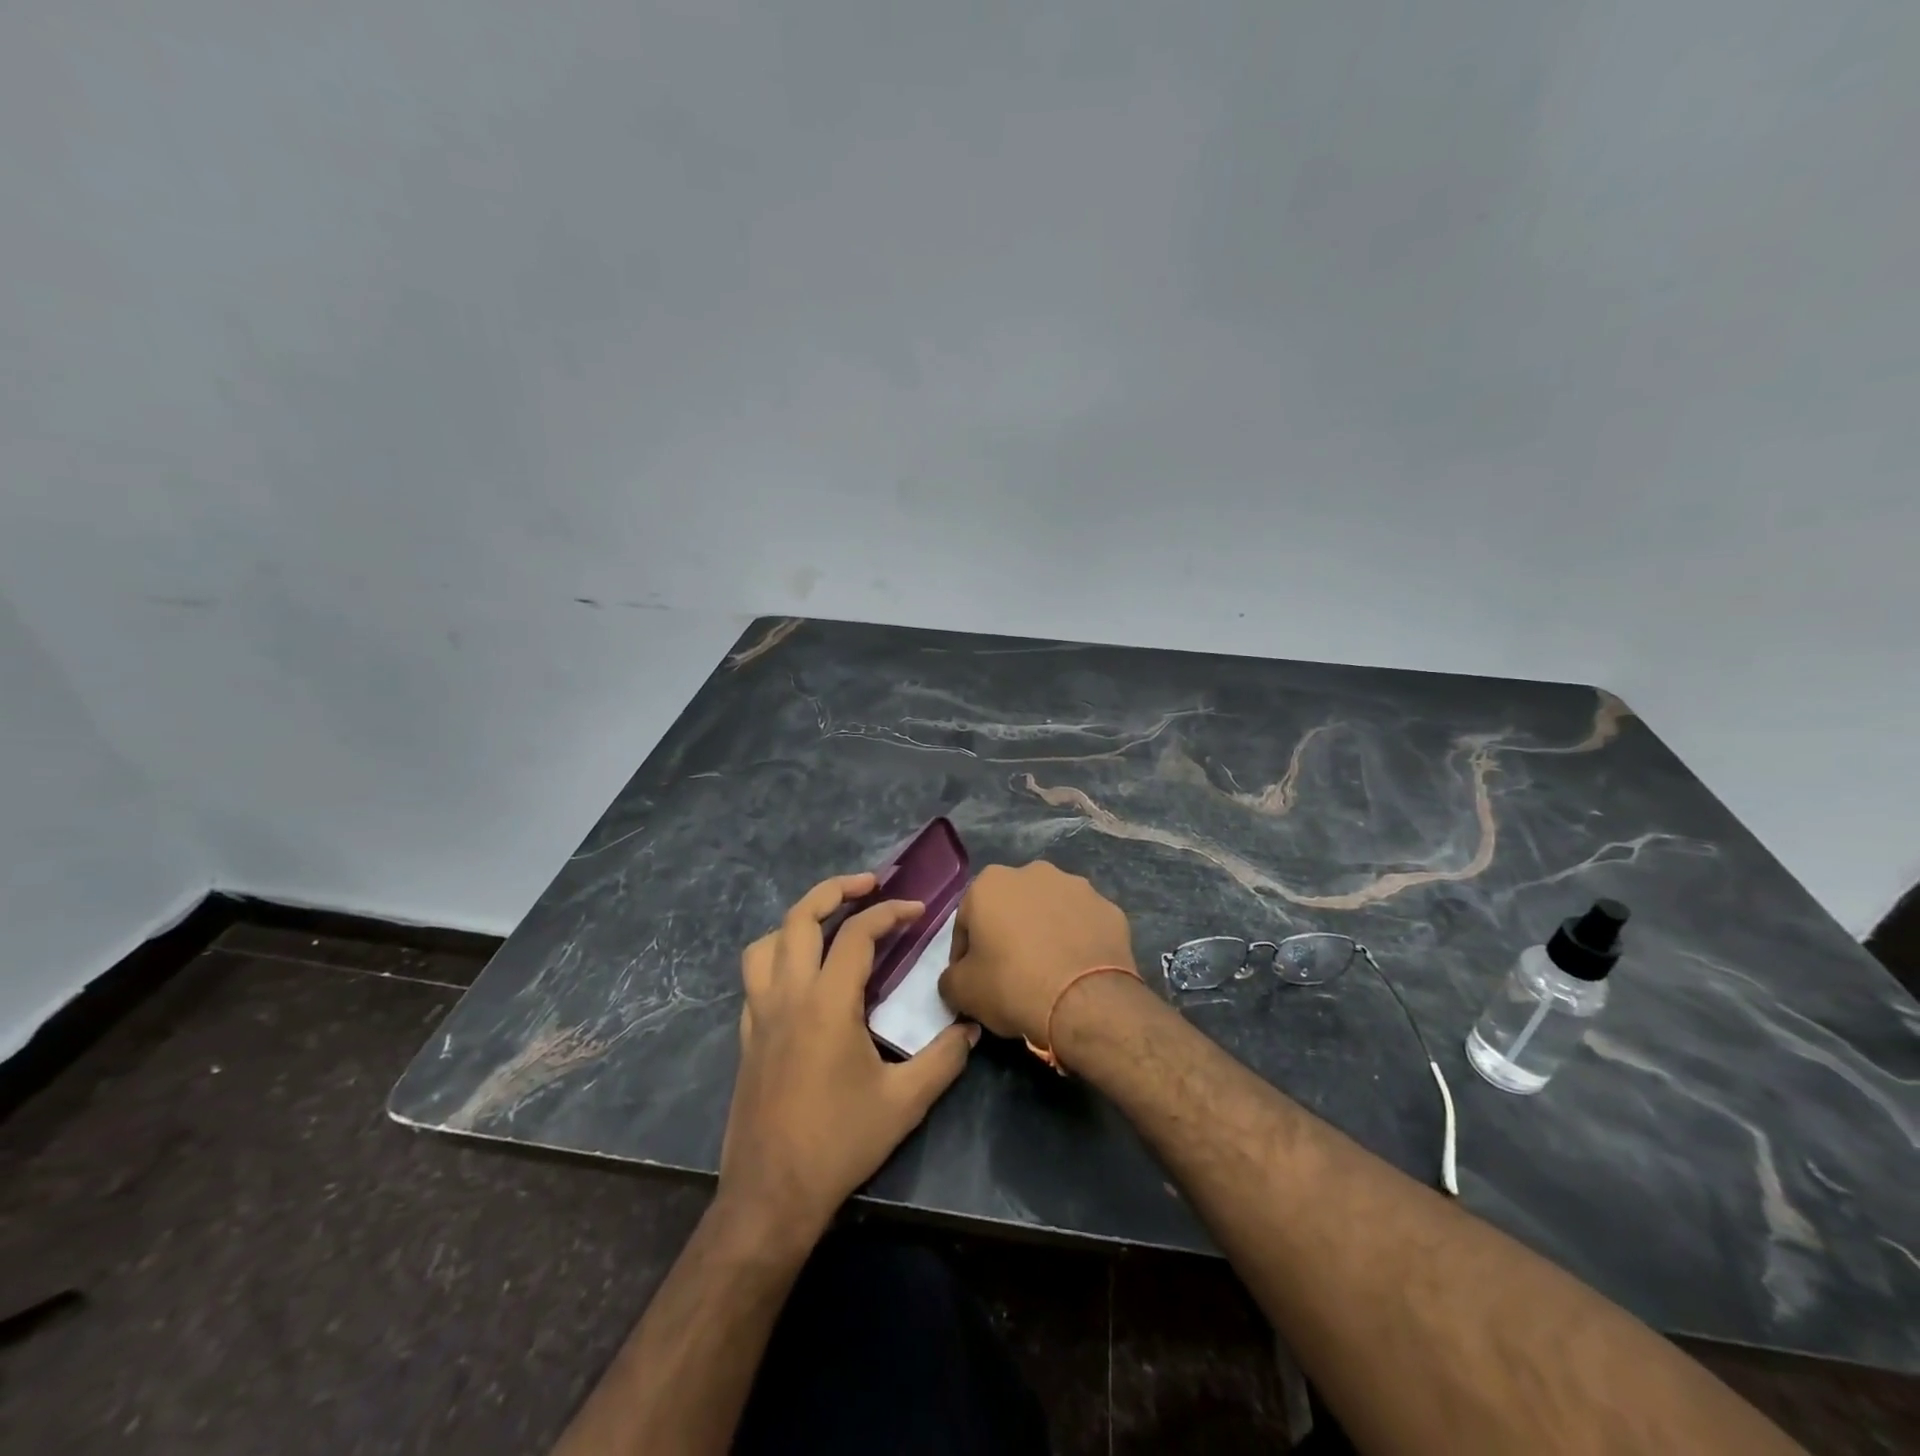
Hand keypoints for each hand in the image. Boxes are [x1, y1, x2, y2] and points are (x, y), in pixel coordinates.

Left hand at [718, 873, 977, 1243]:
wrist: (771, 1195)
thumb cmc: (840, 1143)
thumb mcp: (905, 1102)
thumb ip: (944, 1058)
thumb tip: (972, 1027)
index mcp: (827, 1003)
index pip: (857, 934)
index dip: (889, 912)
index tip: (917, 910)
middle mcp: (788, 996)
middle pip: (799, 918)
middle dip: (834, 890)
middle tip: (867, 884)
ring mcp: (759, 1014)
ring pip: (767, 943)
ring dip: (797, 921)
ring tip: (828, 924)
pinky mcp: (746, 1036)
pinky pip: (754, 977)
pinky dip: (777, 957)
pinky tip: (801, 977)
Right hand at [939, 862, 1136, 1046]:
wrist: (1086, 1002)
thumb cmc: (1013, 986)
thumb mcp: (962, 991)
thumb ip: (950, 978)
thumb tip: (956, 978)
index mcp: (990, 883)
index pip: (967, 921)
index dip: (965, 953)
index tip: (973, 980)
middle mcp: (1034, 872)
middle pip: (1011, 908)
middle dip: (1008, 934)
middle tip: (1010, 973)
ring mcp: (1077, 887)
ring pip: (1049, 911)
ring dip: (1044, 932)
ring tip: (1048, 971)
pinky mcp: (1109, 908)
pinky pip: (1083, 925)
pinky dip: (1077, 941)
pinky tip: (1076, 970)